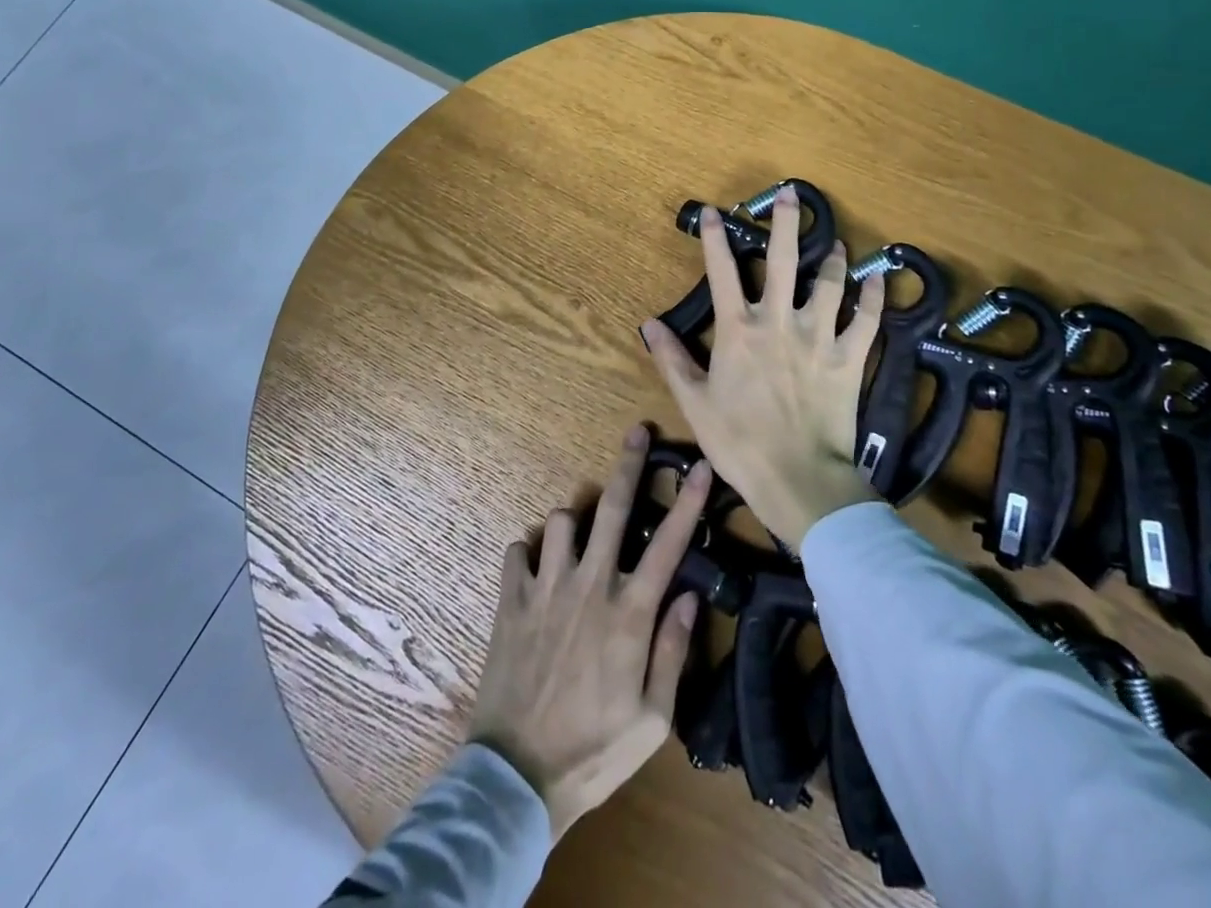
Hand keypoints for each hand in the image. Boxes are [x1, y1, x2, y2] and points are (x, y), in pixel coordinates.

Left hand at [468, 427, 709, 839]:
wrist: (517, 778)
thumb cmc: (595, 751)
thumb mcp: (654, 719)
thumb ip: (673, 650)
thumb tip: (688, 594)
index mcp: (629, 614)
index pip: (669, 545)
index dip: (688, 502)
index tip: (701, 466)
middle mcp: (589, 586)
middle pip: (614, 509)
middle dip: (630, 465)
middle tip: (637, 433)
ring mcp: (545, 587)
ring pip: (562, 519)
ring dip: (575, 523)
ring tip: (578, 543)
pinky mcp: (509, 599)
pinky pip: (518, 549)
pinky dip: (529, 552)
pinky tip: (536, 570)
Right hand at [639, 184, 883, 547]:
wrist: (797, 478)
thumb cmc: (739, 441)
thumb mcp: (695, 402)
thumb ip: (672, 360)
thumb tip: (648, 325)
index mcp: (738, 330)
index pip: (721, 272)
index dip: (714, 239)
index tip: (712, 211)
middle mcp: (778, 321)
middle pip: (783, 261)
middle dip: (785, 223)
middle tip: (791, 194)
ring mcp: (818, 338)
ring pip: (829, 284)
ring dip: (833, 259)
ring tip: (838, 241)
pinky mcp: (848, 359)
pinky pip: (866, 322)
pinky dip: (874, 300)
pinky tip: (879, 281)